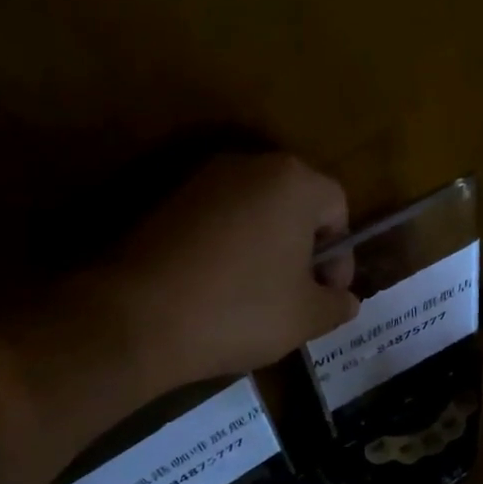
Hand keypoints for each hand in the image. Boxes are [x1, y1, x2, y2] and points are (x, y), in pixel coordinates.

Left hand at [100, 152, 358, 392]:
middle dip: (304, 249)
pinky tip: (217, 289)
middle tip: (298, 296)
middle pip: (295, 203)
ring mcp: (201, 180)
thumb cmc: (239, 310)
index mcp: (292, 181)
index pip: (337, 207)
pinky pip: (216, 221)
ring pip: (254, 211)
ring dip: (266, 249)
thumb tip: (345, 300)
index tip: (328, 295)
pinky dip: (228, 249)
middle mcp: (248, 166)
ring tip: (257, 297)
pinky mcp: (166, 201)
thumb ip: (337, 304)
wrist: (137, 317)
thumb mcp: (305, 317)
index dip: (341, 255)